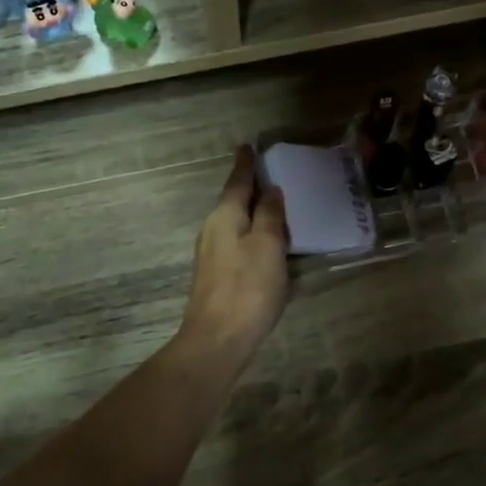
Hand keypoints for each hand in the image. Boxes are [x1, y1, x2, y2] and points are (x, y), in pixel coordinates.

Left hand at [177, 147, 288, 375]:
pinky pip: (236, 242)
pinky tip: (265, 242)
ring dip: (252, 212)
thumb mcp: (268, 246)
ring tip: (273, 205)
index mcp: (225, 216)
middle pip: (234, 201)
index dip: (246, 164)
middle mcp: (213, 229)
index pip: (237, 182)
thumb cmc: (247, 288)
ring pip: (235, 222)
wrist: (217, 339)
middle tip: (270, 173)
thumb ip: (270, 215)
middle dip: (250, 187)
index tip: (248, 146)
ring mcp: (211, 254)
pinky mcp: (216, 275)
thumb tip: (270, 190)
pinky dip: (251, 233)